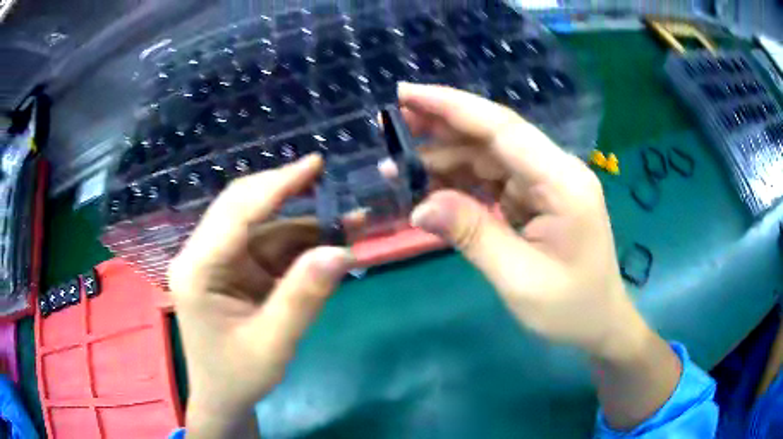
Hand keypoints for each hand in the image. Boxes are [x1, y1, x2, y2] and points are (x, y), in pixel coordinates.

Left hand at [168, 156, 354, 437]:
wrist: (224, 397)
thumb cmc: (238, 376)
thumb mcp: (273, 345)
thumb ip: (303, 298)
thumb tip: (340, 252)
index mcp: (198, 270)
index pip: (237, 215)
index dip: (277, 186)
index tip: (315, 165)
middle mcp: (203, 255)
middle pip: (243, 207)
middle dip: (288, 193)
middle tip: (332, 183)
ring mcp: (219, 260)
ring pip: (262, 225)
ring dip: (303, 222)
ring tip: (348, 221)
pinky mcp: (235, 268)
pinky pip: (269, 245)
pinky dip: (300, 243)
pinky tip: (329, 243)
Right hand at [390, 83, 644, 359]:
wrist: (599, 323)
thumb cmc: (570, 309)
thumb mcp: (520, 280)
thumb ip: (473, 236)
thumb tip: (419, 206)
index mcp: (562, 182)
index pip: (503, 129)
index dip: (453, 107)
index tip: (407, 94)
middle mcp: (556, 171)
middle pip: (494, 135)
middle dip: (443, 124)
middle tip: (394, 121)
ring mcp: (546, 184)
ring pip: (489, 156)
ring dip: (445, 156)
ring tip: (399, 163)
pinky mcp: (536, 199)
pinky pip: (493, 180)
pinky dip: (460, 181)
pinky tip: (429, 186)